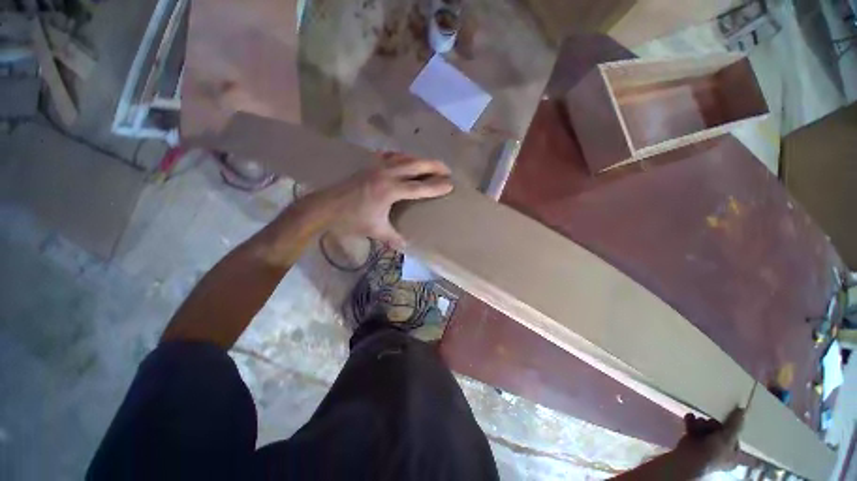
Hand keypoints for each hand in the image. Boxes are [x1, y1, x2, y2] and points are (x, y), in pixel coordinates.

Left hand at [331, 152, 452, 249]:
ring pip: (403, 157)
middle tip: (446, 168)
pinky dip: (401, 156)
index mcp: (390, 190)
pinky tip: (403, 159)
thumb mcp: (375, 230)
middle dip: (433, 166)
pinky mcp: (369, 165)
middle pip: (415, 165)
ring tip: (429, 163)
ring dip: (419, 159)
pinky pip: (390, 156)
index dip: (436, 186)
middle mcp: (386, 174)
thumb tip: (406, 246)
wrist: (325, 207)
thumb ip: (393, 238)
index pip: (419, 187)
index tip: (450, 184)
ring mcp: (377, 167)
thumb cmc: (352, 219)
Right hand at [676, 408, 744, 474]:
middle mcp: (720, 450)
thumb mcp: (727, 438)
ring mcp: (705, 445)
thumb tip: (742, 409)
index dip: (730, 426)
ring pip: (705, 428)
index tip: (725, 418)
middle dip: (712, 423)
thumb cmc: (712, 452)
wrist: (688, 459)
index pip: (734, 436)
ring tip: (697, 420)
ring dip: (701, 422)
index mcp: (731, 453)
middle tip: (709, 421)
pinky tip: (689, 417)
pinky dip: (691, 421)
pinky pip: (693, 427)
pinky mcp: (692, 439)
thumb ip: (734, 424)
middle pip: (719, 430)